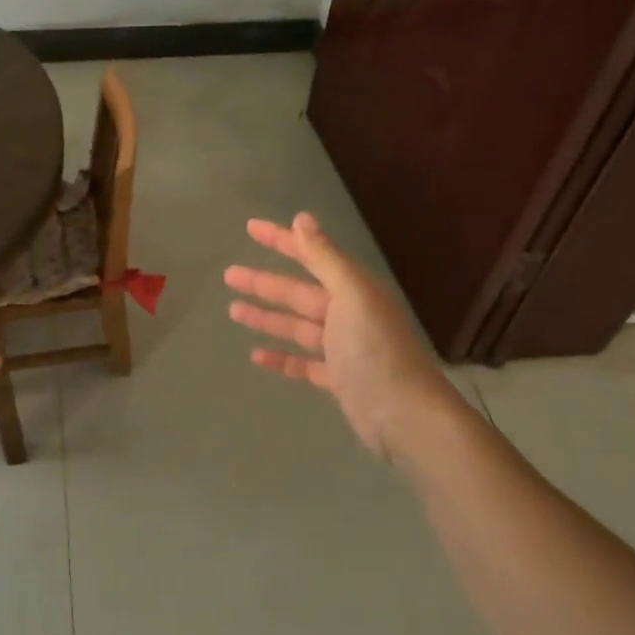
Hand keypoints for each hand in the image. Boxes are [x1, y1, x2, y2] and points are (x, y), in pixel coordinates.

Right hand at [224, 212, 454, 455]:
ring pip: (297, 327)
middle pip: (298, 293)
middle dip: (264, 283)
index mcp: (353, 290)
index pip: (311, 256)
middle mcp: (348, 314)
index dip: (281, 240)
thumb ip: (325, 258)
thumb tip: (302, 218)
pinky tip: (255, 355)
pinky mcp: (338, 380)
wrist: (405, 416)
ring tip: (233, 310)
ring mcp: (343, 349)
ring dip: (267, 318)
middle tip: (229, 275)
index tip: (250, 228)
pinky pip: (303, 363)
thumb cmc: (376, 350)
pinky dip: (281, 358)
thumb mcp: (351, 295)